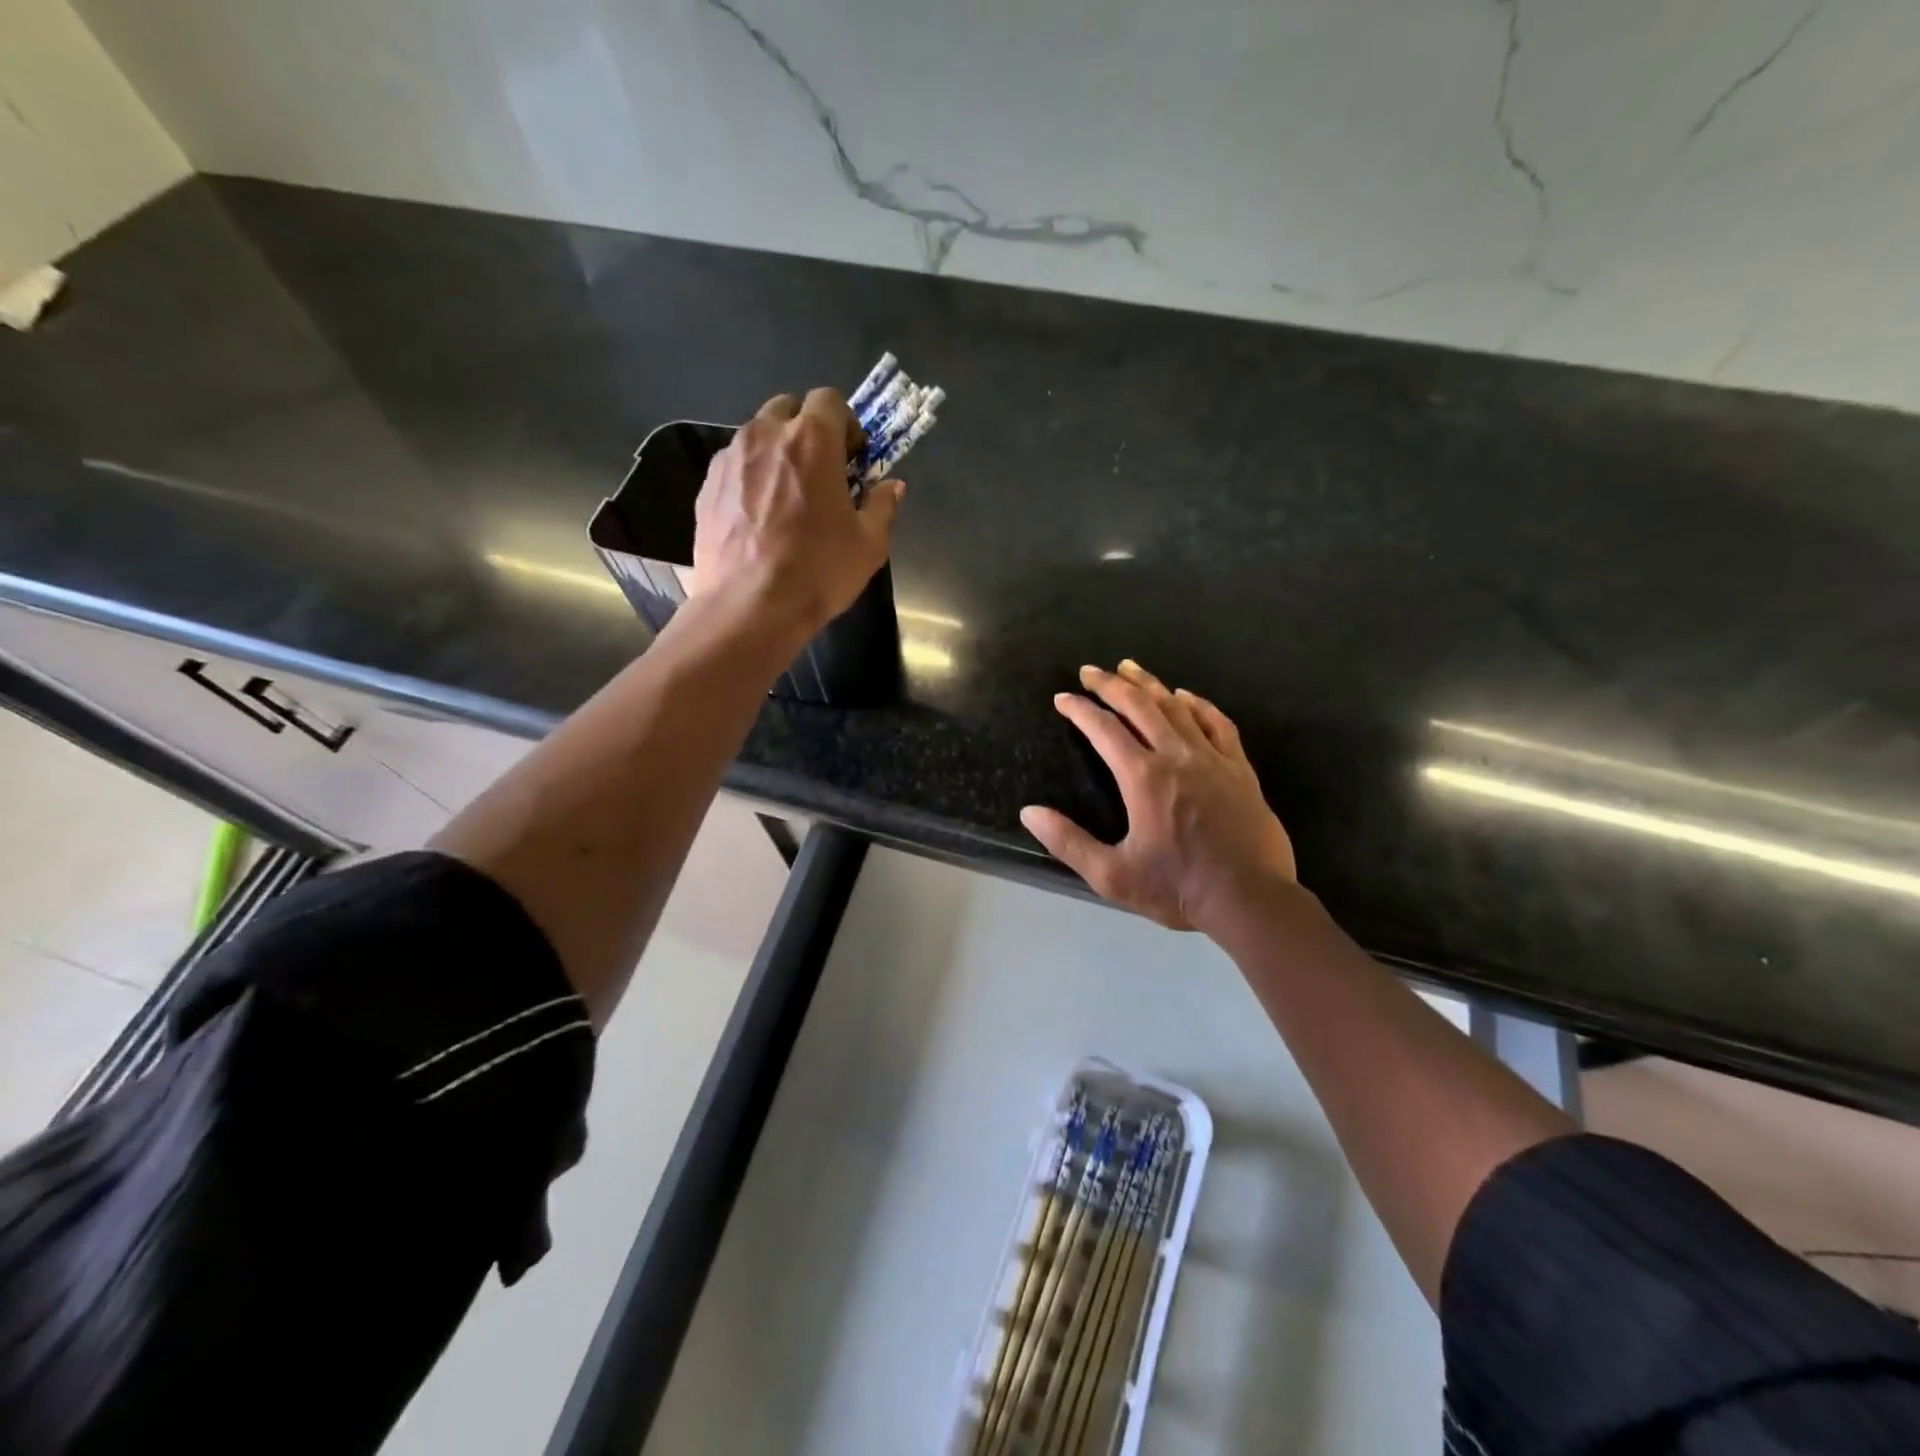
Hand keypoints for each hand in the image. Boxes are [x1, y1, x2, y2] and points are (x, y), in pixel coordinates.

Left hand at [692, 389, 903, 632]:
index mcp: (812, 440)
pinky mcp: (707, 485)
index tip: (852, 458)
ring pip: (758, 435)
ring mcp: (730, 458)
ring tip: (786, 496)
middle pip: (789, 408)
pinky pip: (735, 465)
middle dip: (808, 430)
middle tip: (821, 472)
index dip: (846, 424)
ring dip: (777, 452)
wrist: (749, 608)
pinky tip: (758, 517)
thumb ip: (882, 505)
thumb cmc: (818, 572)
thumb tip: (891, 486)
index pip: (830, 400)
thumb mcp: (869, 545)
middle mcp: (766, 435)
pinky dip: (751, 476)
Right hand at [1021, 661, 1296, 932]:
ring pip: (1176, 707)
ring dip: (1149, 685)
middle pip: (1139, 706)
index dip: (1080, 710)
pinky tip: (1185, 695)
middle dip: (1110, 685)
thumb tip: (1029, 812)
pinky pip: (1217, 723)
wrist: (1250, 900)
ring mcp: (1212, 759)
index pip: (1104, 730)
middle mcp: (1176, 757)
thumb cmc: (1177, 889)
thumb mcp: (1112, 875)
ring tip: (1129, 668)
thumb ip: (1068, 842)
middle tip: (1090, 671)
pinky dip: (1198, 704)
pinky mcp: (1239, 768)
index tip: (1063, 698)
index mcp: (1143, 778)